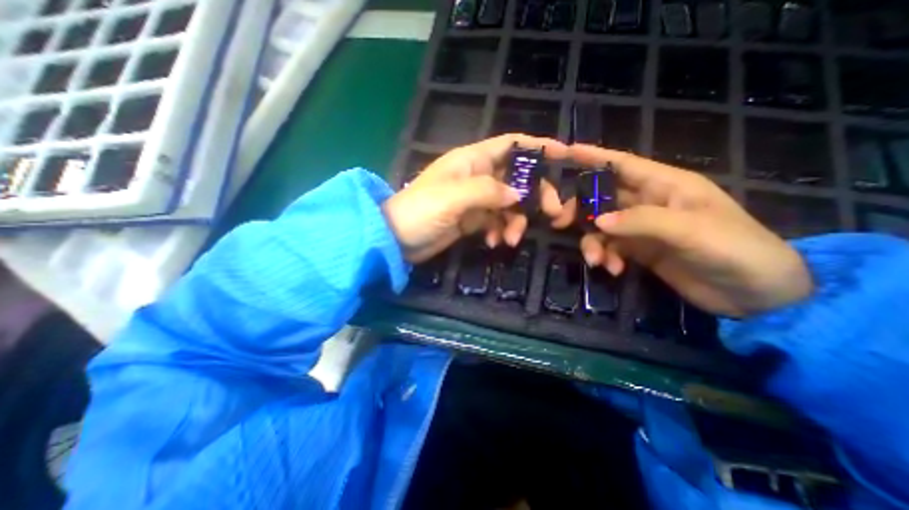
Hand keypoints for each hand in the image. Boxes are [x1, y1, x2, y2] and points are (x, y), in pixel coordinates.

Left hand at [380, 133, 564, 261]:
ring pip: (508, 205)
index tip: (564, 154)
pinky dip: (499, 231)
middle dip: (534, 195)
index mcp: (472, 160)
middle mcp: (477, 176)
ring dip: (515, 222)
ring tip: (510, 240)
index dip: (537, 146)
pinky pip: (495, 222)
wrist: (397, 238)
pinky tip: (493, 242)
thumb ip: (488, 191)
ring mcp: (475, 200)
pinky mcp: (472, 220)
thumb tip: (519, 194)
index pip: (511, 144)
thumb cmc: (420, 210)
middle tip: (550, 214)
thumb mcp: (454, 197)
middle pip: (517, 178)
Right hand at [567, 145, 812, 315]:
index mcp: (665, 185)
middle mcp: (648, 202)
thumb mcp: (690, 231)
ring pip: (601, 226)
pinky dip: (606, 257)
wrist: (756, 295)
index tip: (562, 152)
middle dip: (579, 208)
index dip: (591, 156)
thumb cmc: (734, 249)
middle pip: (601, 197)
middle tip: (559, 222)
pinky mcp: (638, 250)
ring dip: (592, 242)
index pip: (621, 164)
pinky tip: (613, 270)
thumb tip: (597, 221)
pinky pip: (610, 247)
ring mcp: (641, 228)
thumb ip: (641, 222)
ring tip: (596, 260)